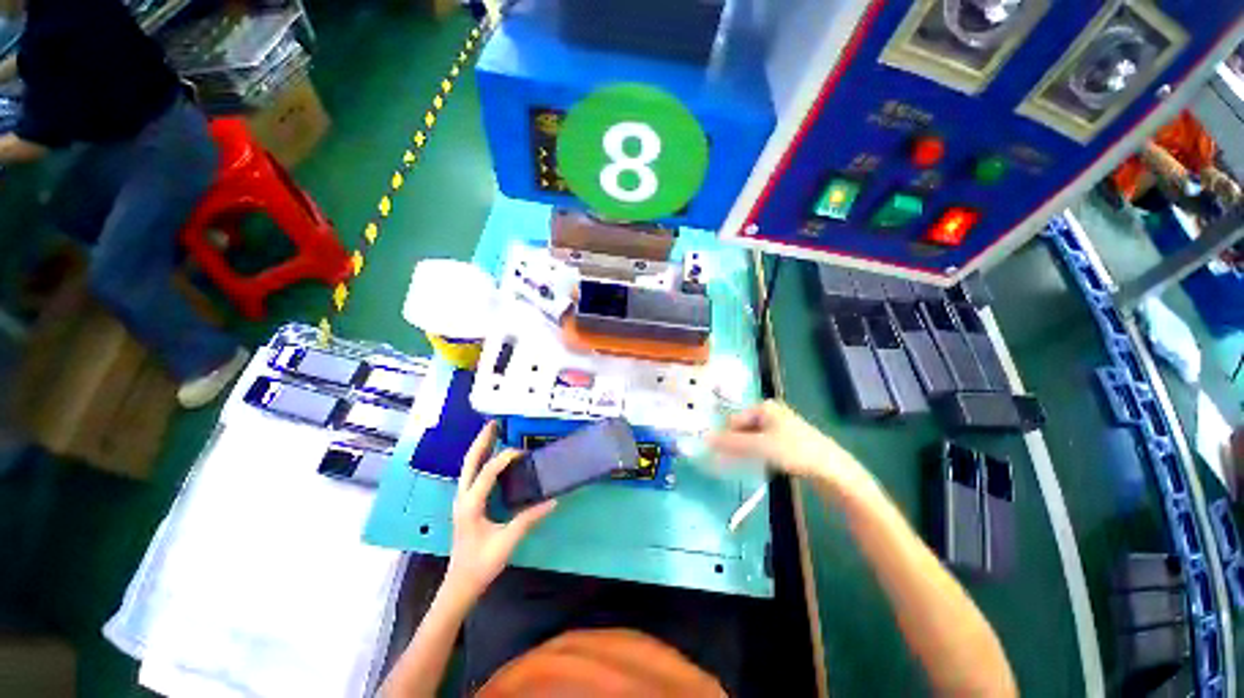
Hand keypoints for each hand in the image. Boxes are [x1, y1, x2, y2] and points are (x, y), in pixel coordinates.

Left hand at [443, 422, 555, 604]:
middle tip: (494, 423)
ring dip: (481, 448)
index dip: (504, 458)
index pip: (487, 472)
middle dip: (482, 441)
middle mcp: (462, 497)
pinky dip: (482, 460)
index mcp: (470, 504)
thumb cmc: (481, 564)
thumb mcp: (507, 541)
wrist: (460, 585)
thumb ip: (529, 519)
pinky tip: (492, 457)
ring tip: (493, 432)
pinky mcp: (466, 504)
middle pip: (470, 461)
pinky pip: (472, 475)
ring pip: (468, 466)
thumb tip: (553, 500)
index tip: (523, 452)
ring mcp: (462, 500)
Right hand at [706, 400, 874, 495]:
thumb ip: (731, 442)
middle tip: (730, 462)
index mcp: (763, 407)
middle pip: (742, 428)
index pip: (734, 420)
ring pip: (752, 438)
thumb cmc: (795, 451)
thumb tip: (704, 438)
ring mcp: (779, 426)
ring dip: (745, 450)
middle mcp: (770, 413)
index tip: (720, 456)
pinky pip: (763, 445)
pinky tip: (758, 465)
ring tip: (744, 465)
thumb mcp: (760, 446)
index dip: (726, 437)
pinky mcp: (786, 441)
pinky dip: (756, 454)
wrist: (833, 470)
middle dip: (735, 444)